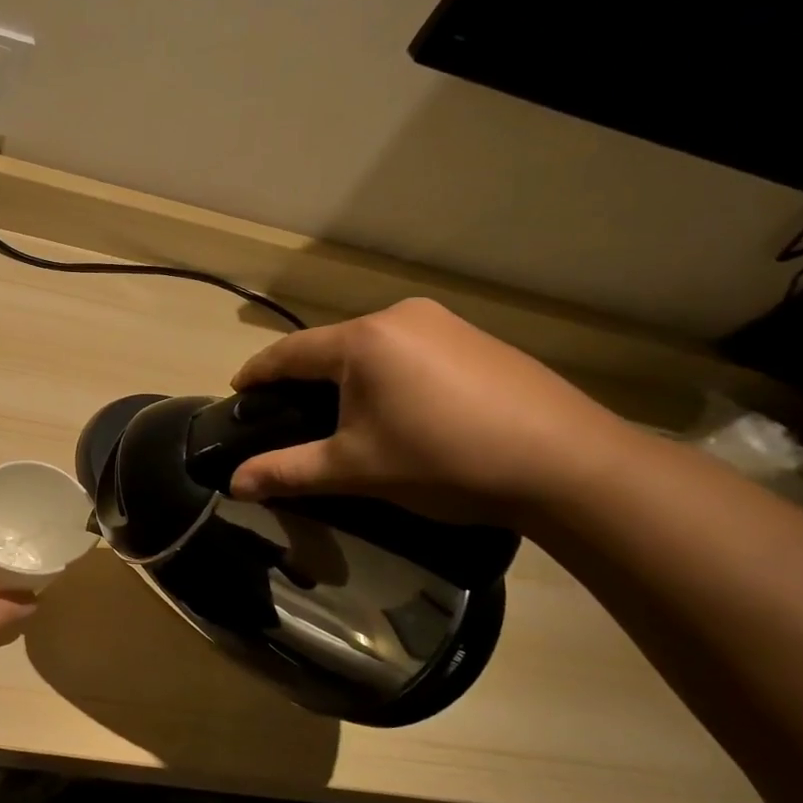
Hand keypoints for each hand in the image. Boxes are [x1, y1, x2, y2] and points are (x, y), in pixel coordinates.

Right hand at [227, 298, 630, 523]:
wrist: (569, 465)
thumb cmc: (445, 461)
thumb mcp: (356, 469)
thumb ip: (288, 472)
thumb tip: (233, 486)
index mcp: (362, 340)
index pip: (289, 353)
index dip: (257, 374)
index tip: (237, 393)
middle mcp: (399, 317)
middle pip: (330, 346)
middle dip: (303, 379)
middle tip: (288, 415)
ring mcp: (443, 323)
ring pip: (372, 348)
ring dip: (347, 377)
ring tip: (342, 415)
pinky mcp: (476, 339)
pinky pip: (410, 350)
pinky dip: (388, 375)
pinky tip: (400, 408)